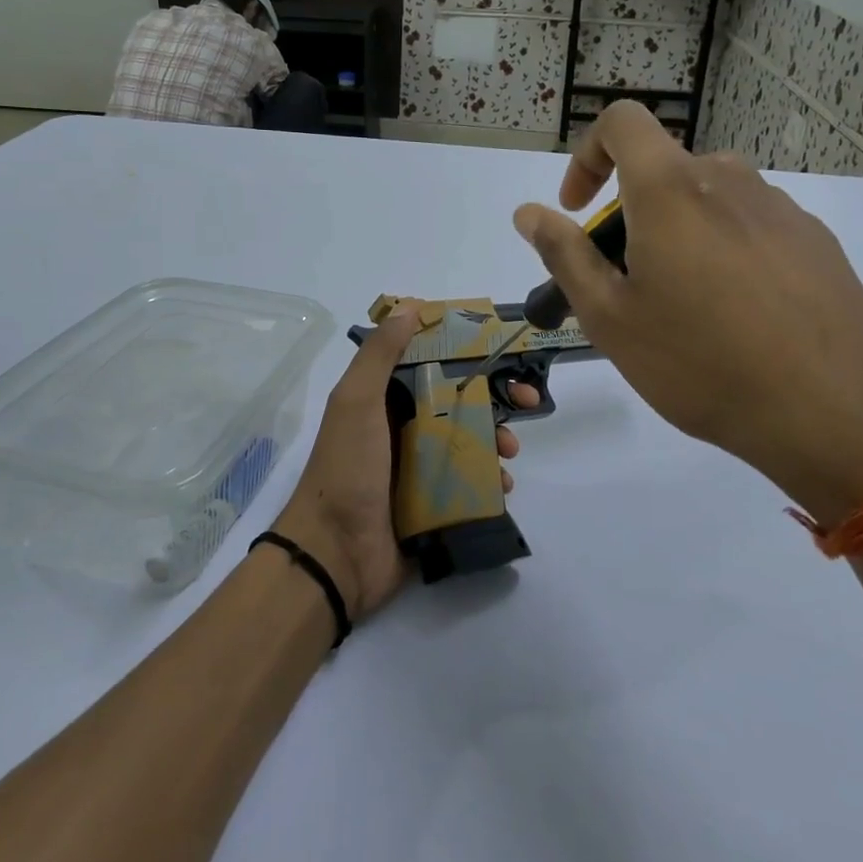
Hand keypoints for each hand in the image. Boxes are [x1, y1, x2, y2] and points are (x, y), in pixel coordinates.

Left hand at [272, 303, 535, 619]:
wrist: (335, 553)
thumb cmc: (347, 468)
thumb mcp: (356, 401)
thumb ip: (380, 355)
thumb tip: (409, 307)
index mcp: (384, 400)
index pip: (432, 365)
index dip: (468, 356)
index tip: (502, 353)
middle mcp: (402, 428)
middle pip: (459, 402)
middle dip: (495, 400)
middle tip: (527, 405)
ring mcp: (418, 468)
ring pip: (469, 441)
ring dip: (496, 441)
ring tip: (509, 454)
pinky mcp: (432, 503)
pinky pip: (469, 482)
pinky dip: (489, 480)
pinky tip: (501, 485)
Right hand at [513, 102, 862, 525]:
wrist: (835, 411)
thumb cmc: (701, 363)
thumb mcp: (610, 317)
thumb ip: (564, 255)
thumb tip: (528, 213)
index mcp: (671, 190)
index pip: (622, 123)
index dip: (587, 155)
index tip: (578, 209)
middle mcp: (728, 180)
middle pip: (662, 173)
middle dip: (630, 217)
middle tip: (625, 289)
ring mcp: (779, 208)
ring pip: (707, 201)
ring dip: (677, 235)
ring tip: (682, 309)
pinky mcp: (815, 239)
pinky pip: (750, 225)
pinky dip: (723, 250)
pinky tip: (736, 317)